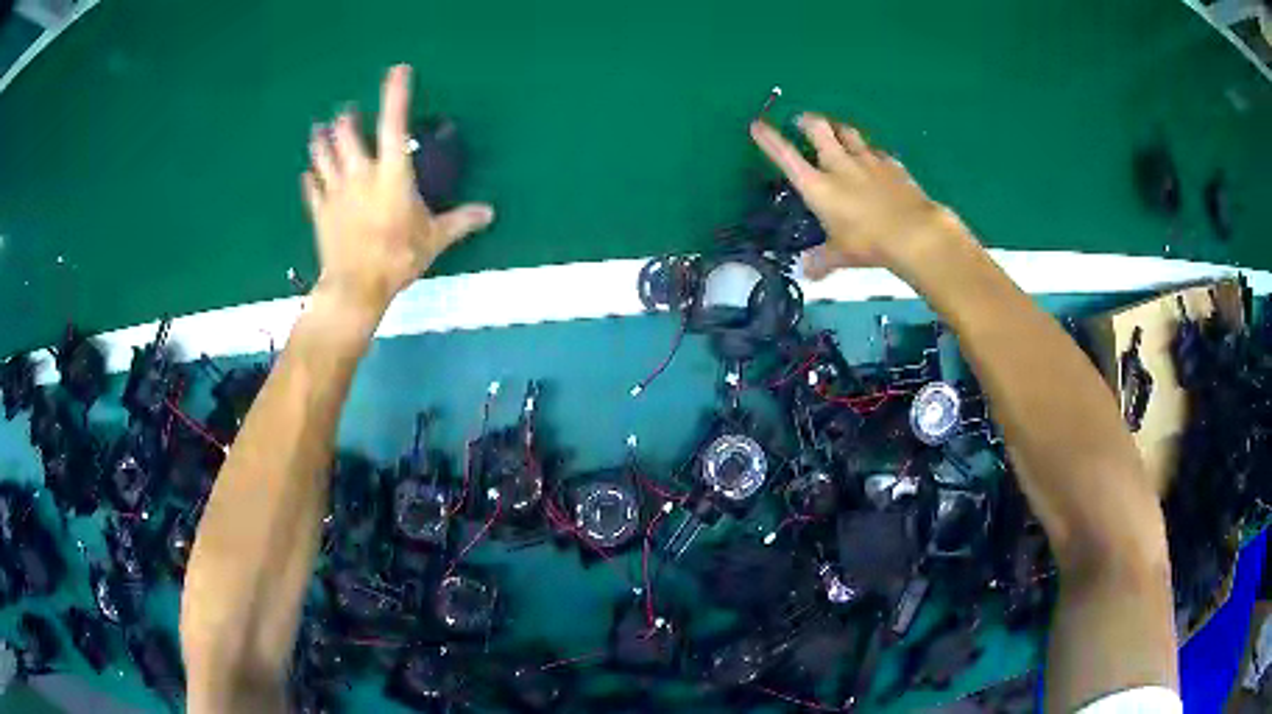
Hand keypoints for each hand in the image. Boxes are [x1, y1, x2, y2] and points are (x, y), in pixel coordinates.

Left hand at [303, 64, 493, 313]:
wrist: (355, 287)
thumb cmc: (397, 257)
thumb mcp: (434, 239)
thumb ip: (460, 221)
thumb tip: (489, 212)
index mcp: (391, 174)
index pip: (394, 124)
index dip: (396, 95)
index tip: (398, 71)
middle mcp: (360, 174)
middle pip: (346, 134)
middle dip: (346, 119)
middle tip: (346, 112)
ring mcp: (335, 192)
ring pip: (322, 155)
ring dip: (321, 141)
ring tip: (318, 131)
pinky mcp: (320, 212)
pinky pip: (311, 188)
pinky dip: (310, 178)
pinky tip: (308, 174)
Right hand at [750, 114, 964, 278]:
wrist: (914, 233)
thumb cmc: (869, 243)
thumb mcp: (840, 255)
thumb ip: (821, 260)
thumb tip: (807, 272)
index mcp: (818, 185)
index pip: (785, 156)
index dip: (769, 139)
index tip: (757, 124)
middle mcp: (838, 164)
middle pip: (817, 128)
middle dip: (806, 120)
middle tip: (802, 120)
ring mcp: (867, 160)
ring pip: (846, 131)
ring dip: (836, 127)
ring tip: (835, 130)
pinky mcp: (891, 163)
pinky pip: (875, 149)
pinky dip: (869, 150)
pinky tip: (872, 156)